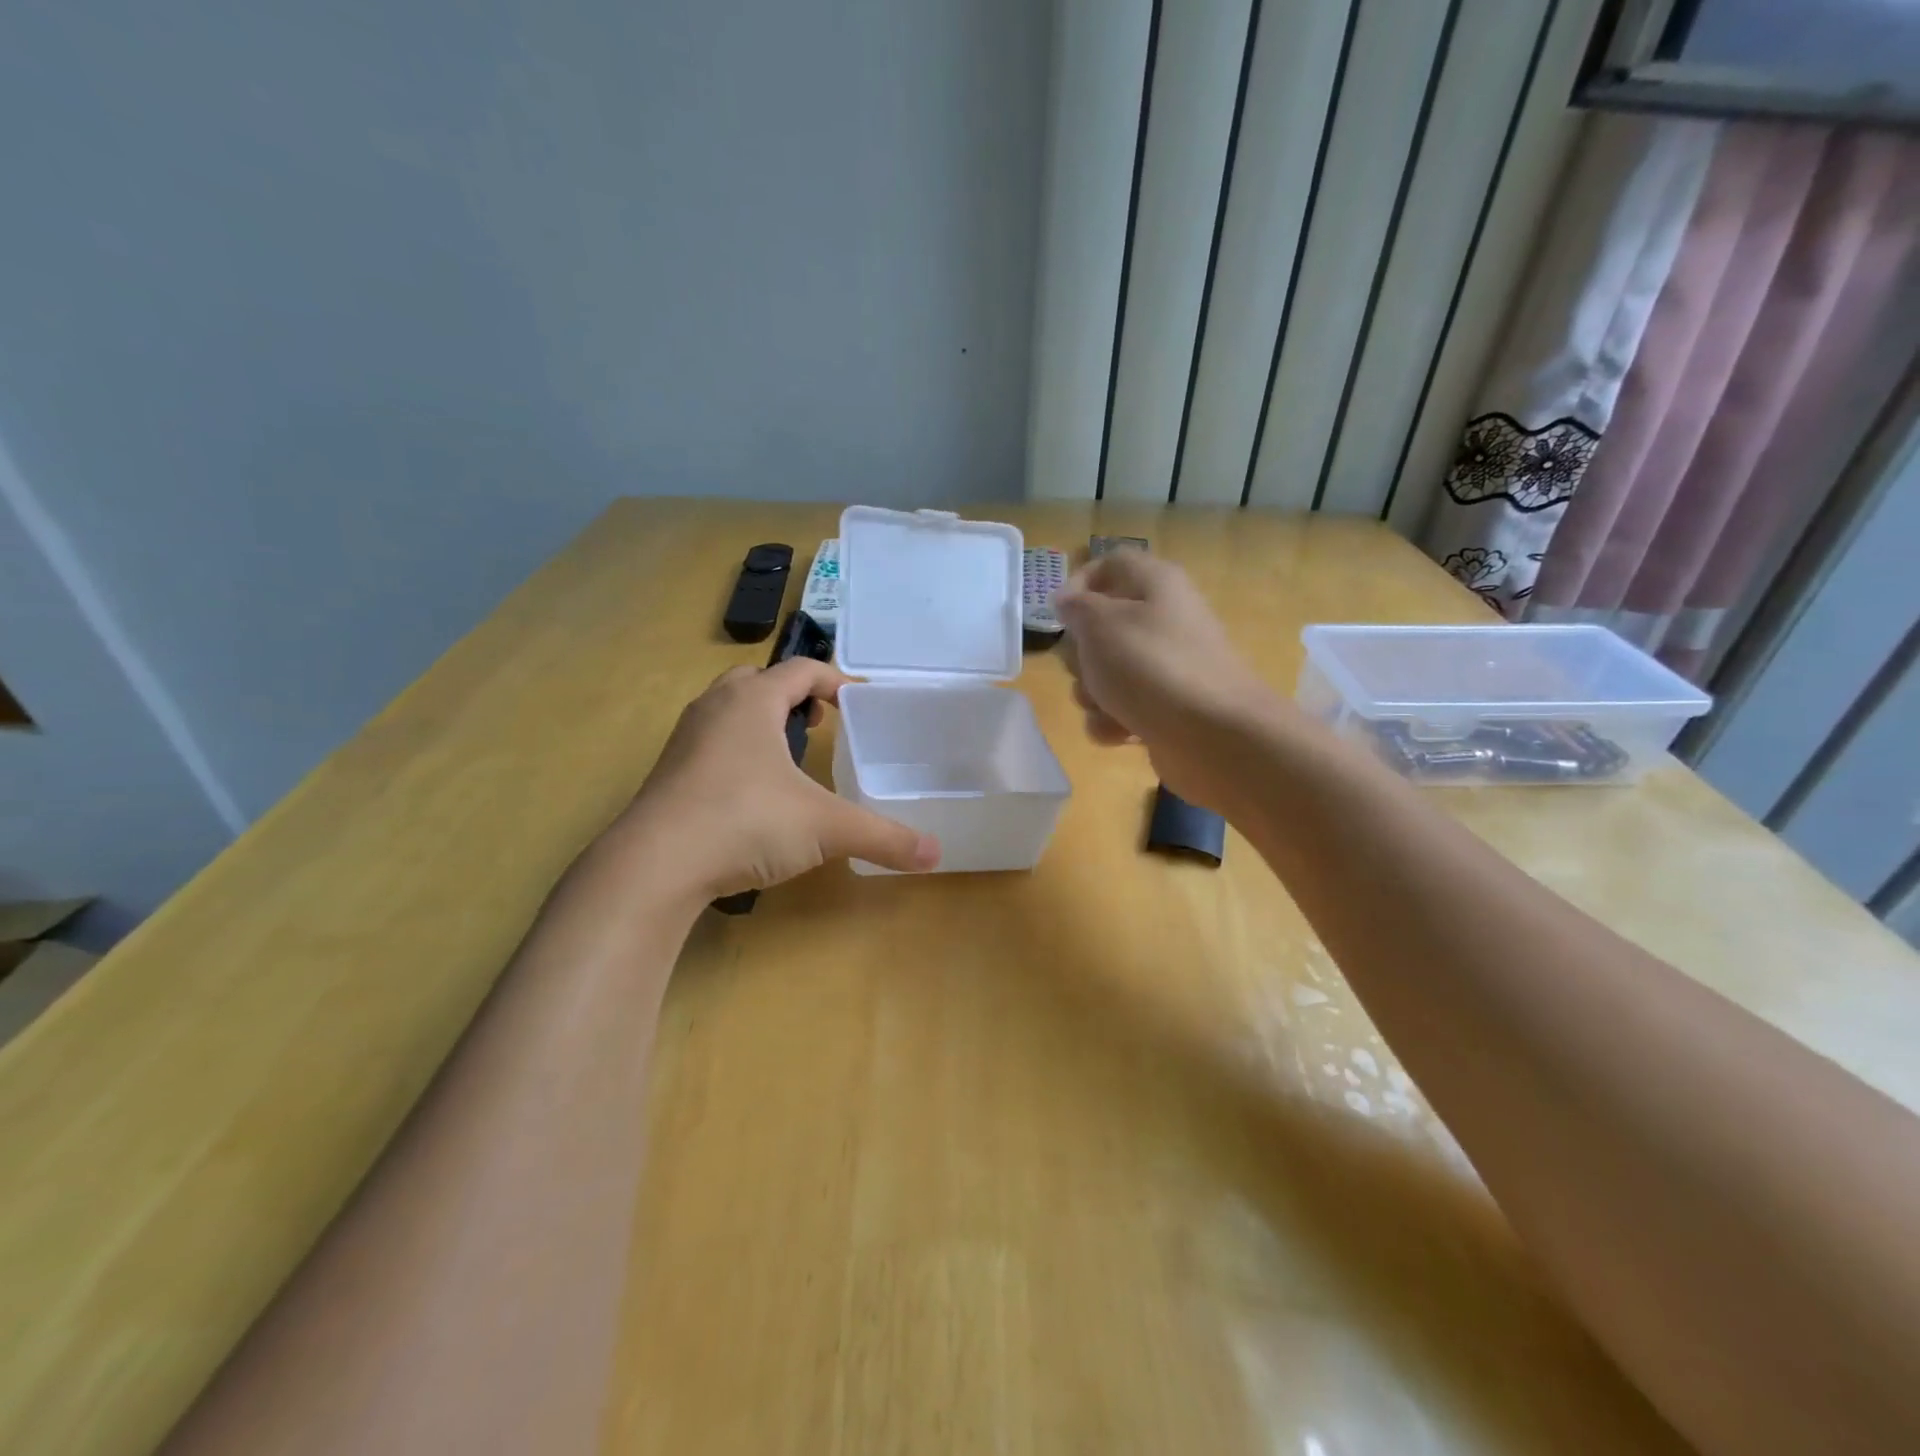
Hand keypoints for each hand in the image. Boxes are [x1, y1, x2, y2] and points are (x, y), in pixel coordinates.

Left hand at [618, 659, 939, 899]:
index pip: (801, 670)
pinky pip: (709, 742)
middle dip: (793, 695)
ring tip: (789, 755)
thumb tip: (936, 855)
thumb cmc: (746, 822)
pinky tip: (752, 792)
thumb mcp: (825, 828)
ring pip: (728, 709)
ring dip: (761, 720)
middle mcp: (715, 708)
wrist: (654, 865)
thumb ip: (884, 837)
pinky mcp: (667, 772)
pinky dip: (736, 750)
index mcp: (753, 701)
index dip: (835, 681)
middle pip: (758, 680)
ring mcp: (685, 739)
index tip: (859, 704)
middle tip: (821, 724)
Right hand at [1053, 549, 1287, 810]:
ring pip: (1104, 672)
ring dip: (1092, 693)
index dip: (1079, 583)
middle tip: (1085, 665)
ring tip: (1105, 705)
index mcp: (1155, 585)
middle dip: (1080, 652)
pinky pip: (1118, 709)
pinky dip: (1112, 722)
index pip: (1110, 564)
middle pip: (1100, 626)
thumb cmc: (1152, 666)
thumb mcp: (1101, 624)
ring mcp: (1163, 668)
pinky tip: (1121, 732)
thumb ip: (1077, 607)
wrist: (1213, 735)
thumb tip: (1068, 602)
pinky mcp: (1162, 709)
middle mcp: (1161, 621)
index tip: (1059, 615)